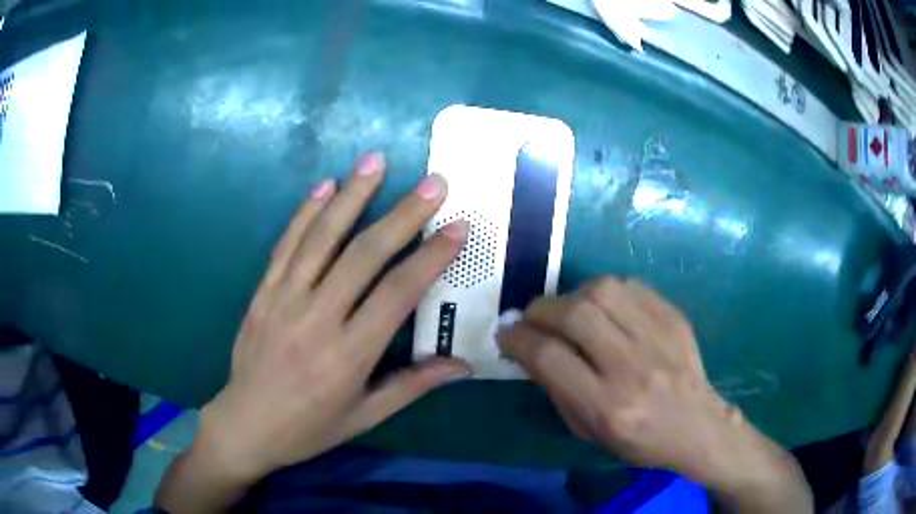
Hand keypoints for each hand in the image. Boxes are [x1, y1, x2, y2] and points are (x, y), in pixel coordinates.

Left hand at [190, 153, 470, 482]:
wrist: (246, 424)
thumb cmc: (310, 427)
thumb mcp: (365, 416)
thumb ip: (413, 386)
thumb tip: (464, 365)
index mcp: (348, 355)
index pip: (397, 294)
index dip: (430, 257)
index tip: (456, 227)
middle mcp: (316, 318)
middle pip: (363, 256)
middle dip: (402, 214)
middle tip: (433, 182)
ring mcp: (284, 299)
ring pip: (321, 238)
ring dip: (351, 196)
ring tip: (376, 161)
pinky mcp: (262, 292)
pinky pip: (286, 244)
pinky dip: (306, 212)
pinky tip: (324, 184)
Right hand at [497, 277, 731, 474]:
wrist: (696, 426)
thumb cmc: (637, 440)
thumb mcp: (587, 430)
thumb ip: (555, 388)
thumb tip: (528, 346)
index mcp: (607, 406)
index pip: (550, 357)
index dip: (518, 338)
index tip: (506, 333)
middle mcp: (632, 368)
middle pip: (575, 315)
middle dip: (541, 309)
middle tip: (533, 317)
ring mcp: (658, 337)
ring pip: (603, 290)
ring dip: (573, 294)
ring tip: (569, 310)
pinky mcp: (674, 318)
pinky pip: (630, 286)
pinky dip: (606, 291)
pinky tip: (603, 307)